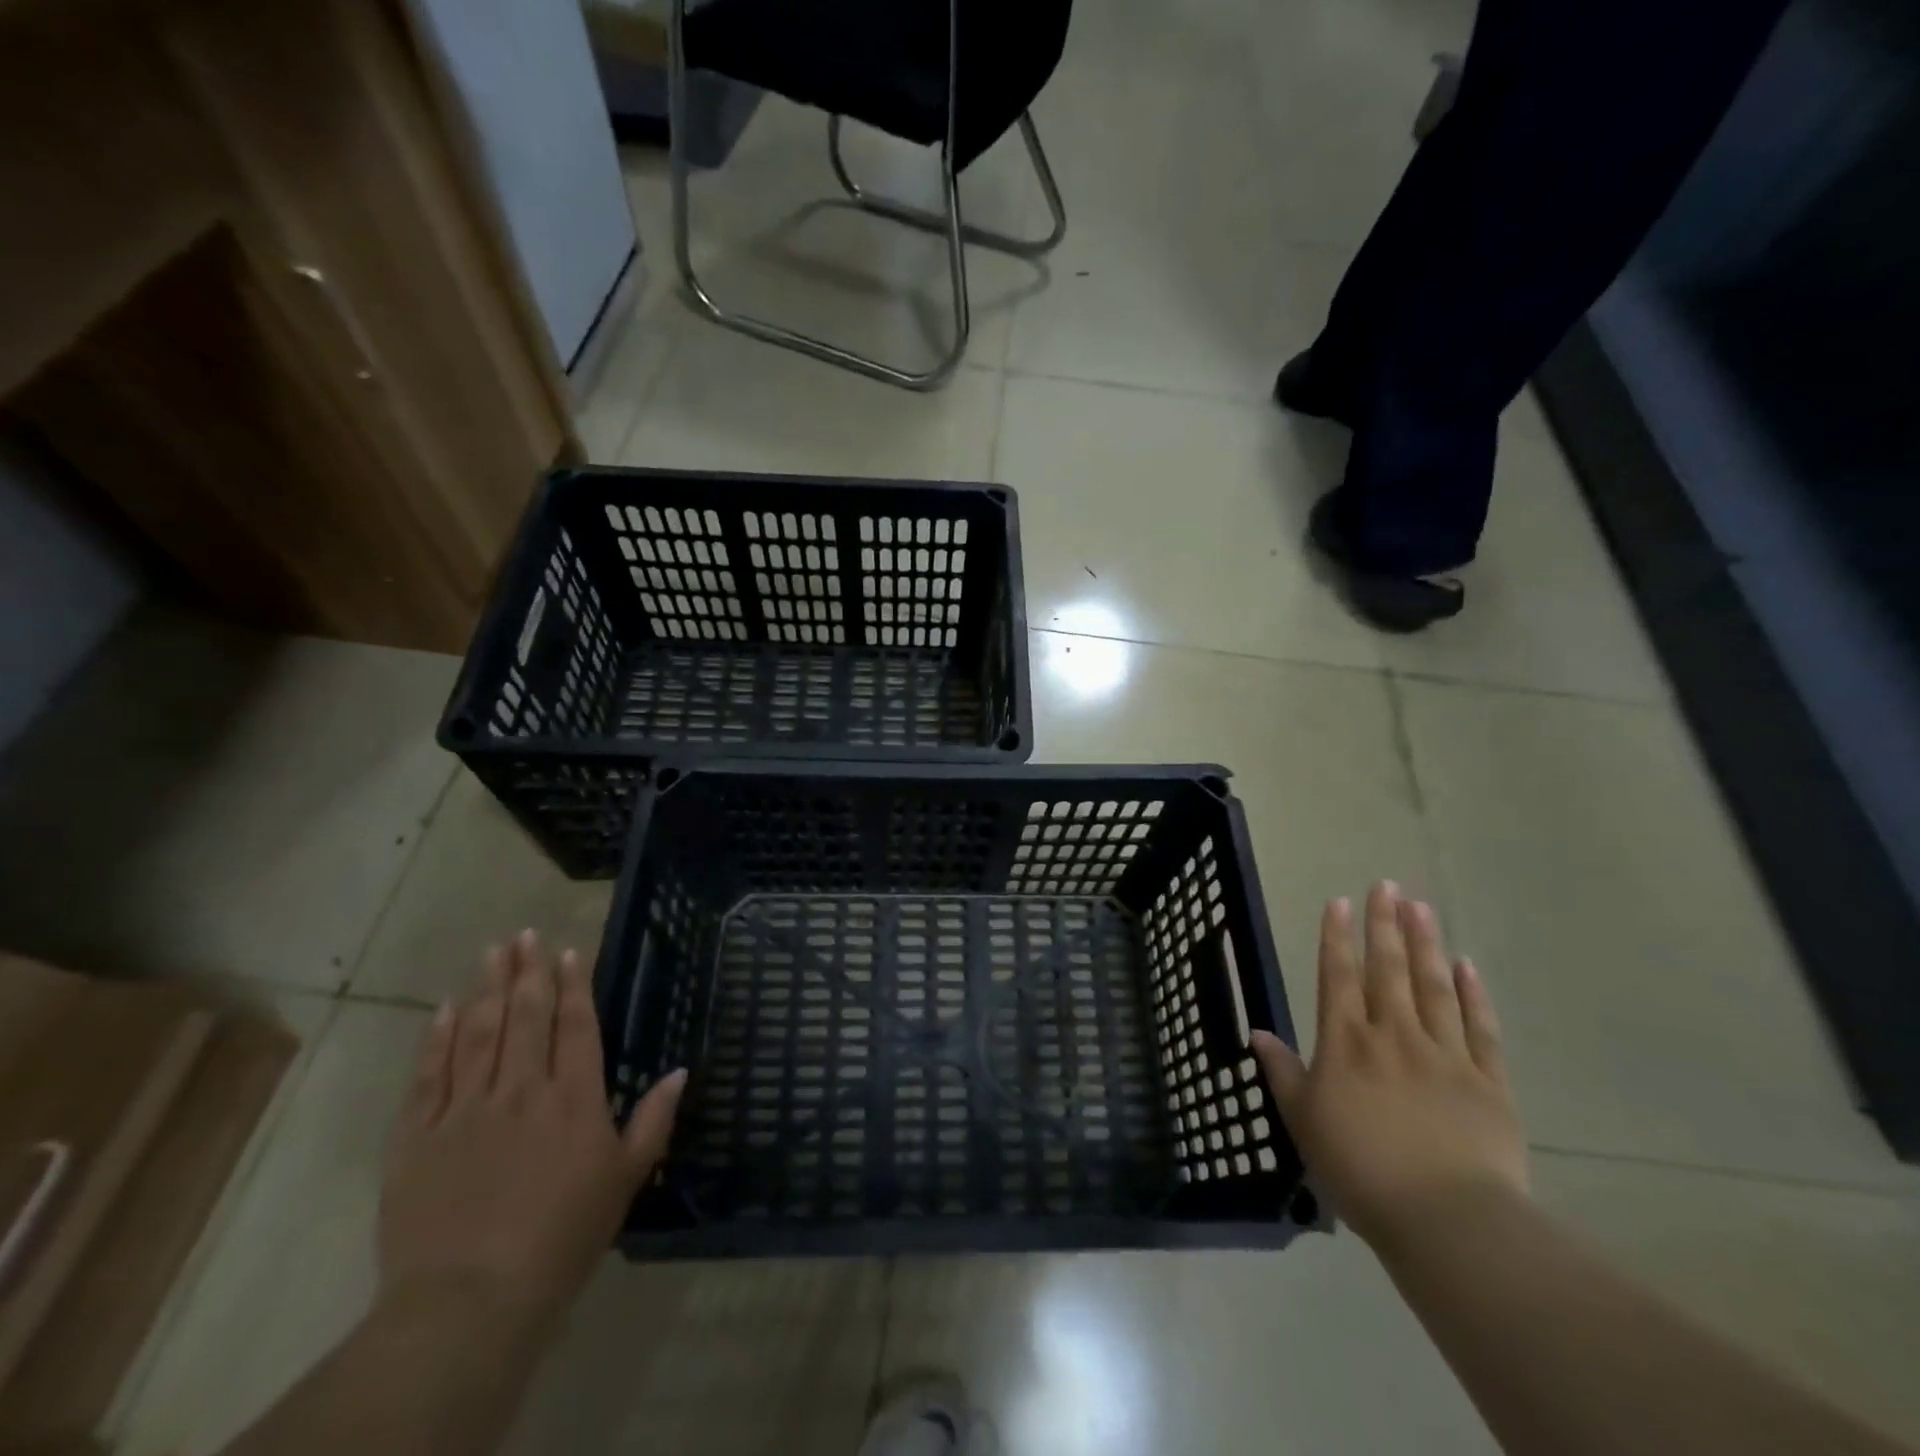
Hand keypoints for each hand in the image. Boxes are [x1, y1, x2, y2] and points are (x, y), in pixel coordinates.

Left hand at [378, 931, 684, 1332]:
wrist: (471, 1300)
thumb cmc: (564, 1237)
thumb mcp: (626, 1180)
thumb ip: (653, 1120)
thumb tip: (680, 1070)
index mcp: (574, 1097)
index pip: (575, 1025)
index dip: (573, 984)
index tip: (566, 951)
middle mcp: (521, 1088)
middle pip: (525, 1016)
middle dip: (527, 971)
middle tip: (525, 933)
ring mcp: (465, 1108)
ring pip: (477, 1033)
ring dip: (487, 989)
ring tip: (492, 952)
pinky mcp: (417, 1137)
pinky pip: (428, 1075)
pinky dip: (436, 1038)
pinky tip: (444, 1009)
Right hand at [1252, 882, 1525, 1252]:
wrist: (1447, 1220)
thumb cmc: (1360, 1169)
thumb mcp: (1304, 1121)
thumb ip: (1282, 1072)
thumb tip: (1256, 1032)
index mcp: (1346, 1043)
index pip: (1339, 976)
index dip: (1337, 937)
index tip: (1339, 901)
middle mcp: (1394, 1035)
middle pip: (1388, 969)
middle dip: (1384, 925)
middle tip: (1387, 885)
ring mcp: (1446, 1055)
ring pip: (1434, 987)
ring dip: (1425, 944)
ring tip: (1421, 907)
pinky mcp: (1489, 1083)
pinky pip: (1481, 1029)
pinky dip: (1474, 995)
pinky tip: (1468, 965)